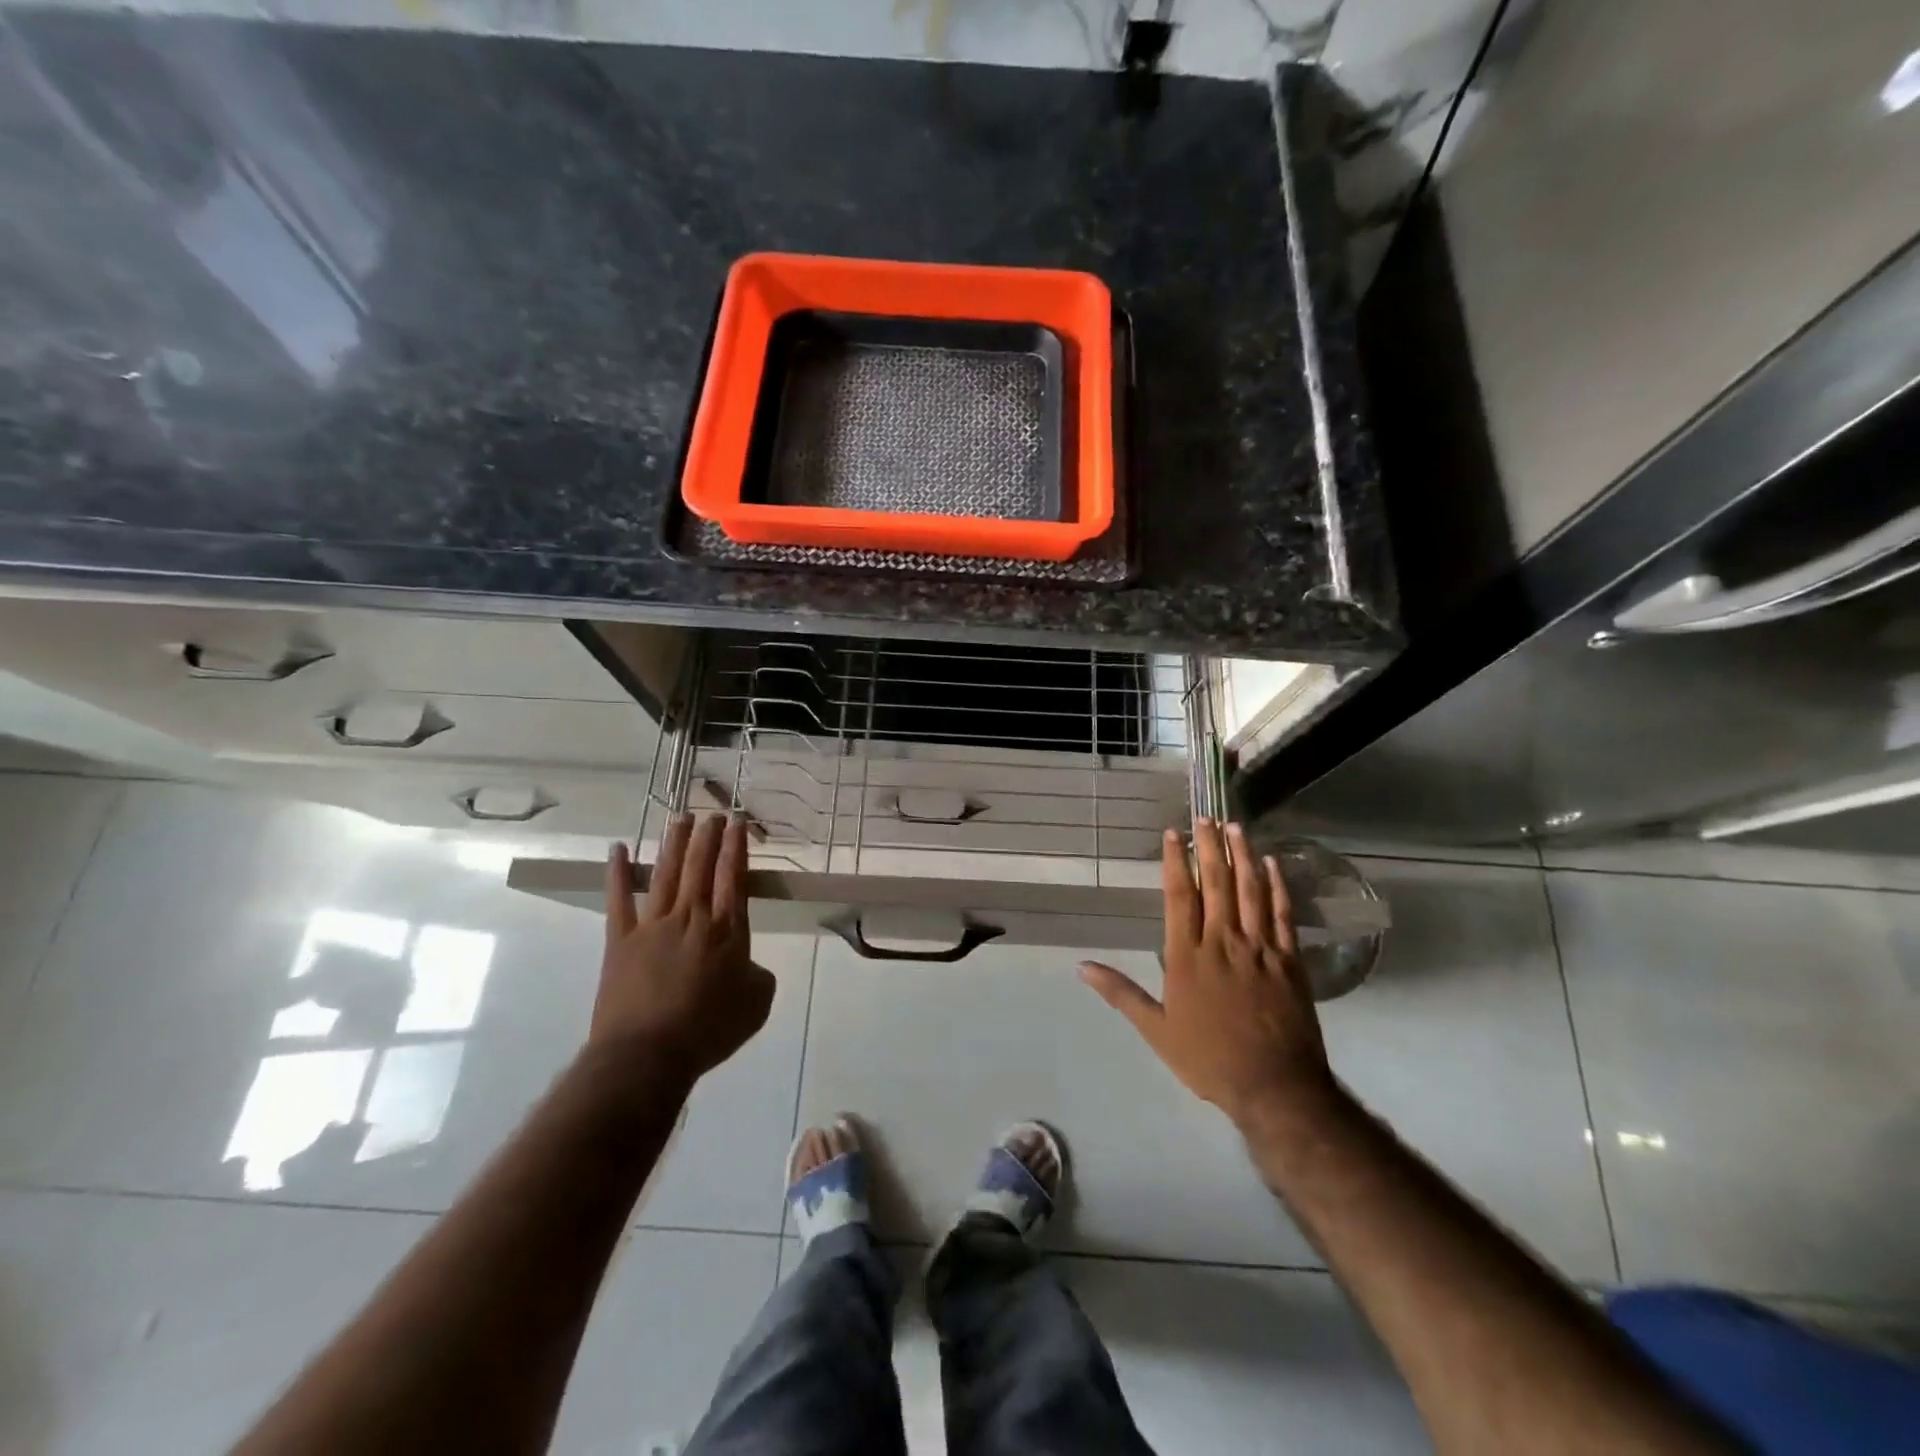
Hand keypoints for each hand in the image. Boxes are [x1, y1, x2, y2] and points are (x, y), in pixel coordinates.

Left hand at [592, 814, 774, 1086]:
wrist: (647, 1054)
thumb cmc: (709, 1030)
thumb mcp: (756, 1004)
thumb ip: (758, 975)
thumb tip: (748, 965)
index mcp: (727, 930)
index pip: (734, 876)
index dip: (736, 847)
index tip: (738, 822)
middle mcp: (692, 917)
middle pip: (701, 866)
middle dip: (708, 836)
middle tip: (713, 813)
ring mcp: (653, 925)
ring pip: (667, 873)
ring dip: (675, 843)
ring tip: (681, 817)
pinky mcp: (621, 940)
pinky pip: (619, 900)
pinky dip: (618, 873)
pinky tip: (618, 849)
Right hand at [1080, 819, 1336, 1128]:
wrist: (1274, 1087)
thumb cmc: (1208, 1058)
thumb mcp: (1156, 1029)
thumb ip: (1120, 993)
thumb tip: (1081, 966)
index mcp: (1186, 956)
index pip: (1179, 896)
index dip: (1176, 862)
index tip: (1173, 834)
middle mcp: (1221, 942)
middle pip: (1215, 883)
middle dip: (1209, 846)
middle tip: (1206, 816)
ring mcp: (1259, 948)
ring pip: (1249, 890)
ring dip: (1242, 855)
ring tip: (1236, 826)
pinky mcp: (1289, 960)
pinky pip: (1282, 913)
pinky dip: (1277, 885)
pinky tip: (1272, 863)